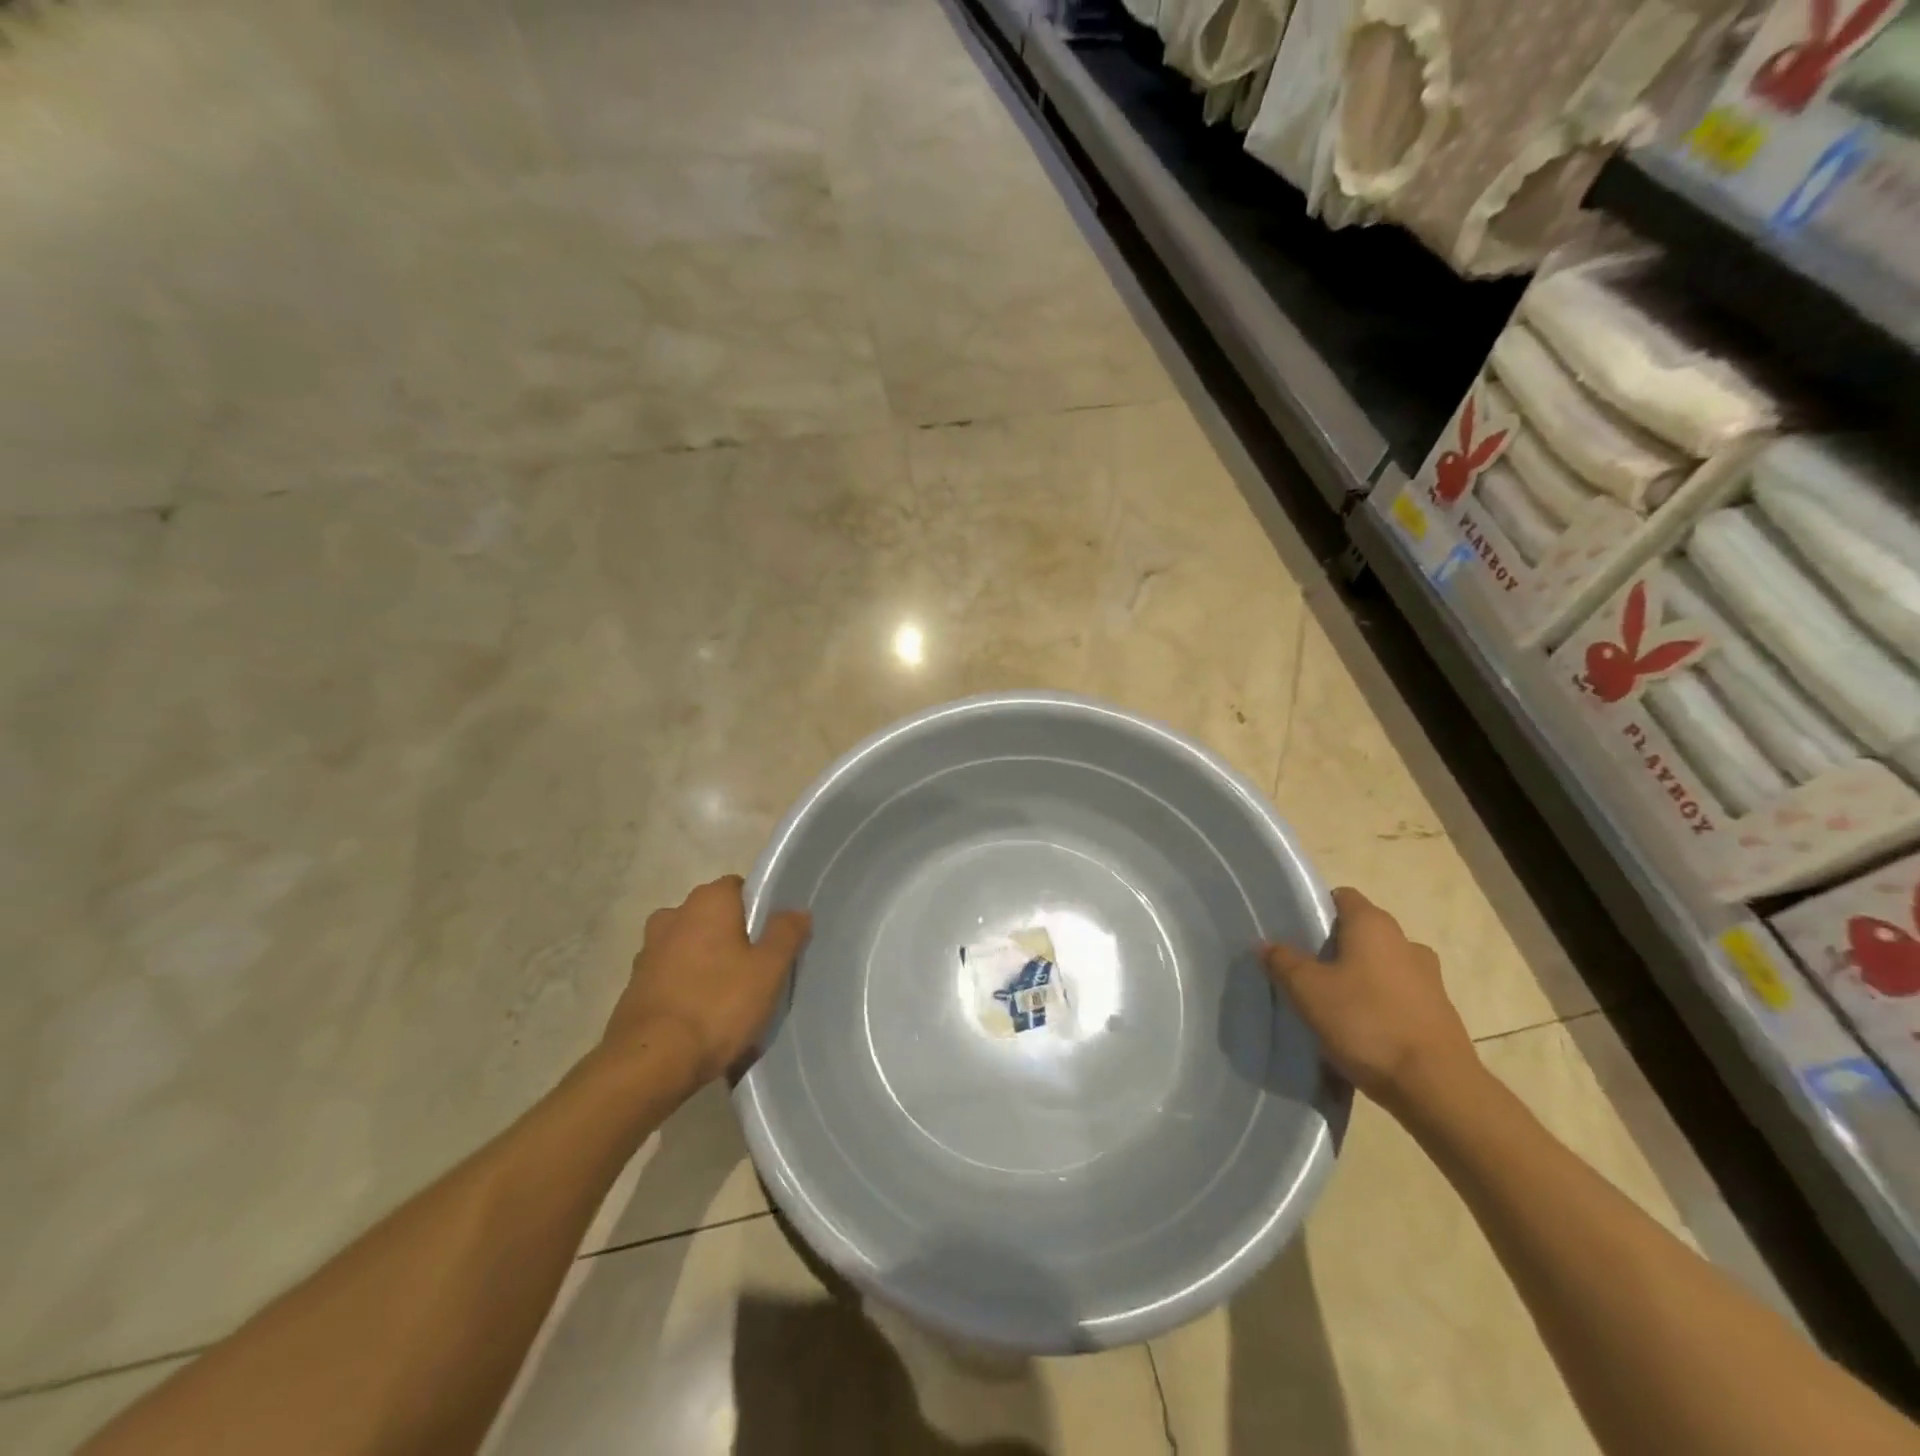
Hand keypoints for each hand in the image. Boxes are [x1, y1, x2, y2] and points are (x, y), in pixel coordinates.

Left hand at [600, 875, 811, 1089]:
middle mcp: (673, 915)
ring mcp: (649, 950)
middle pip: (715, 918)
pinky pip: (673, 976)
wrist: (650, 1063)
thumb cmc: (717, 1005)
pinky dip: (688, 988)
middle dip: (734, 938)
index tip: (774, 941)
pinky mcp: (635, 985)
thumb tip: (797, 910)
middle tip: (758, 972)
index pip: (740, 889)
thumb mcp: (769, 970)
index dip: (760, 911)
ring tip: (731, 1000)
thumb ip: (786, 933)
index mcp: (707, 901)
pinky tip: (703, 1018)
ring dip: (709, 964)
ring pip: (692, 948)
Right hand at [1263, 887, 1477, 1115]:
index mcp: (1374, 925)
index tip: (1294, 933)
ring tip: (1331, 1005)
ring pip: (1380, 966)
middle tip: (1304, 971)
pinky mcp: (1439, 1012)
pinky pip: (1397, 996)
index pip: (1342, 897)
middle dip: (1333, 948)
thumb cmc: (1366, 1022)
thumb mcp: (1308, 991)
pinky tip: (1359, 1031)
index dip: (1316, 909)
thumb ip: (1283, 962)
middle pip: (1361, 933)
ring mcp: (1428, 978)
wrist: (1436, 1087)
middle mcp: (1405, 942)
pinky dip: (1378, 1005)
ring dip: (1358, 978)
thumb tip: (1267, 944)